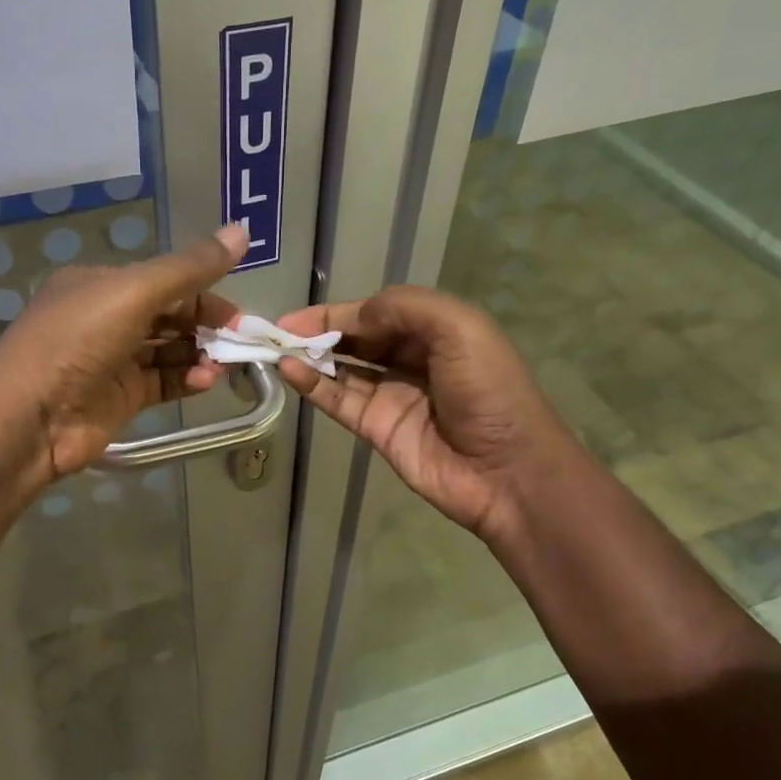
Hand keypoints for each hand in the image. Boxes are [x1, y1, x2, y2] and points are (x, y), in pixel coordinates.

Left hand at [0, 225, 247, 481]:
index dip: (204, 291)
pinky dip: (186, 380)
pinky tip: (206, 381)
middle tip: (241, 341)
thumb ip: (190, 268)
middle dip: (206, 325)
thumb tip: (243, 230)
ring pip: (168, 350)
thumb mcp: (134, 292)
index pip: (164, 280)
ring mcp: (113, 361)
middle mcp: (105, 318)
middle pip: (169, 315)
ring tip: (225, 365)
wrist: (30, 418)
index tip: (238, 312)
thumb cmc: (77, 342)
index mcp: (100, 284)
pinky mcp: (120, 398)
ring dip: (199, 354)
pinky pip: (162, 382)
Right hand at [277, 286, 558, 541]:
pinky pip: (338, 401)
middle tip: (274, 331)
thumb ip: (402, 308)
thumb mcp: (458, 328)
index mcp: (435, 330)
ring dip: (309, 356)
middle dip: (317, 331)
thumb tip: (351, 318)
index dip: (337, 311)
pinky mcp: (376, 429)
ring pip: (342, 369)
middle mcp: (411, 359)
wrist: (508, 471)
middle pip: (356, 338)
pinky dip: (313, 386)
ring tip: (272, 348)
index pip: (376, 311)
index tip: (295, 314)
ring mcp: (391, 396)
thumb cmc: (489, 390)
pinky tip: (289, 371)